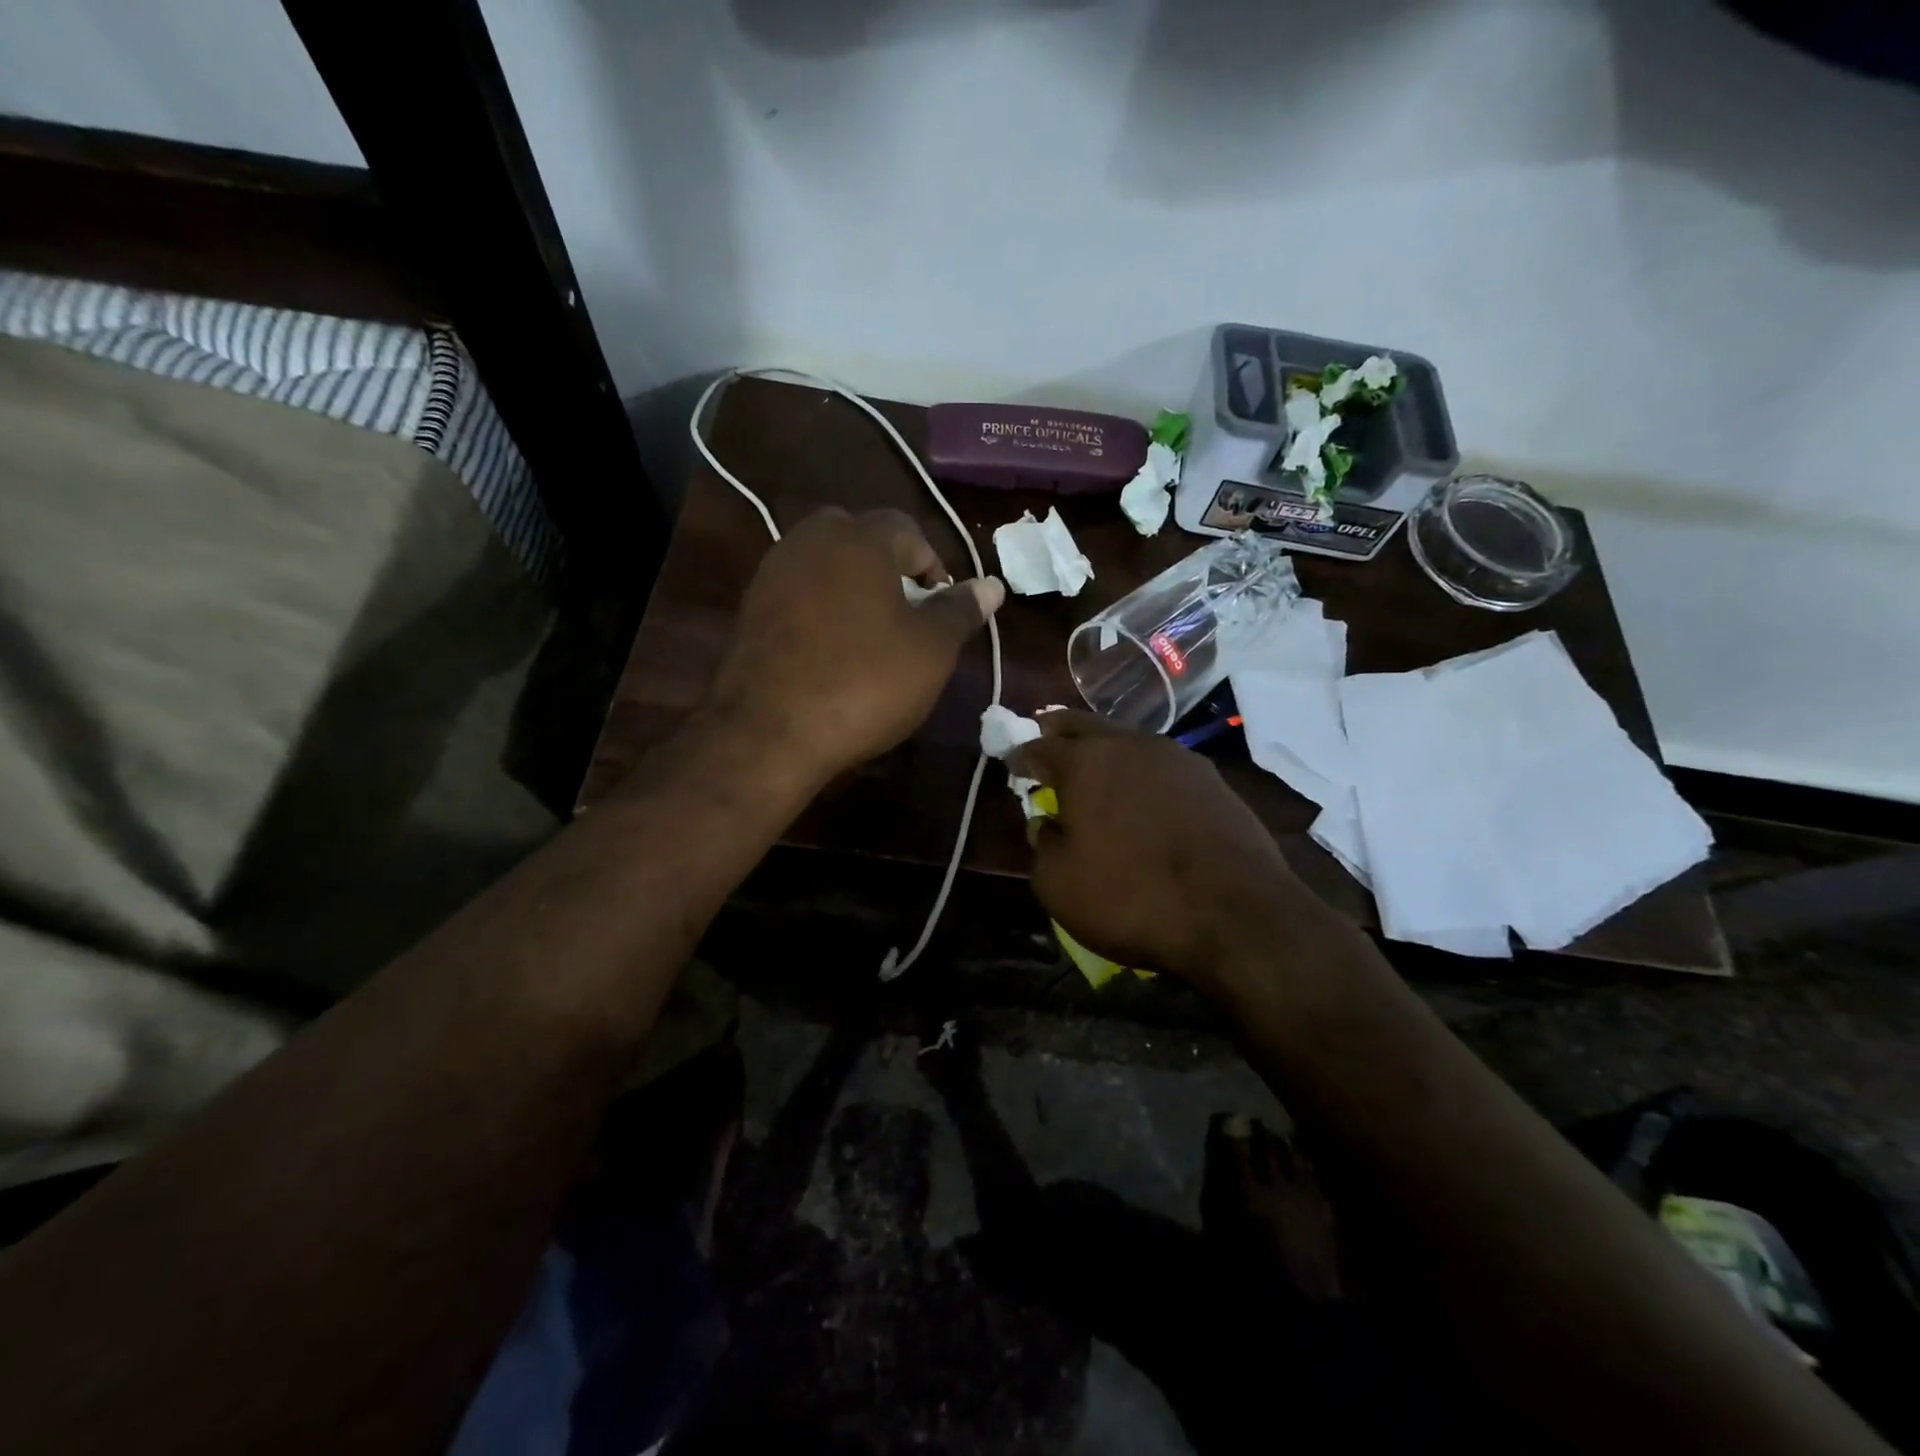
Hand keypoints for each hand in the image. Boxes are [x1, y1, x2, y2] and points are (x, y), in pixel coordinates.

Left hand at [705, 507, 1002, 784]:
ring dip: (853, 589)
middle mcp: (811, 540)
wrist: (769, 731)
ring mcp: (773, 572)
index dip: (934, 568)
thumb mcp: (930, 650)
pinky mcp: (750, 608)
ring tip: (870, 637)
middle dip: (890, 570)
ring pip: (827, 565)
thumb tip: (992, 584)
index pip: (909, 531)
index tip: (941, 612)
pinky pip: (799, 594)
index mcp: (861, 539)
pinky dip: (820, 610)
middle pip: (862, 540)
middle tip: (906, 617)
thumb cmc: (864, 683)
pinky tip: (830, 651)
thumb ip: (960, 610)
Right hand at [1012, 713, 1326, 988]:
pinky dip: (1141, 771)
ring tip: (1094, 768)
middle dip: (1059, 732)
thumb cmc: (1131, 896)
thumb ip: (1042, 845)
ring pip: (1127, 740)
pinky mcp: (1212, 780)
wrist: (1236, 914)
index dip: (1020, 755)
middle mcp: (1130, 744)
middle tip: (1046, 741)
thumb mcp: (1058, 884)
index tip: (1012, 765)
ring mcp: (1177, 757)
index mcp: (1084, 761)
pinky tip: (1142, 794)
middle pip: (1083, 725)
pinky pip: (1161, 765)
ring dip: (1104, 749)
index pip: (1038, 745)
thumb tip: (1047, 823)